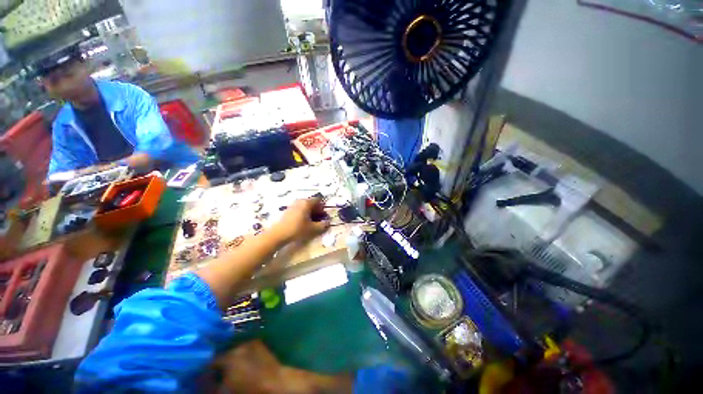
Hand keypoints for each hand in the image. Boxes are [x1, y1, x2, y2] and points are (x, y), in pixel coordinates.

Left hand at [271, 197, 329, 243]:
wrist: (278, 234)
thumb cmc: (297, 229)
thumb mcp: (313, 228)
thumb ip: (323, 225)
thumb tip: (328, 222)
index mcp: (307, 203)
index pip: (318, 200)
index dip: (323, 207)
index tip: (324, 215)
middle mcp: (300, 201)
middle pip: (312, 203)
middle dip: (318, 211)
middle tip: (320, 220)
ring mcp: (293, 205)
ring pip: (306, 207)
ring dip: (311, 213)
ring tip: (313, 222)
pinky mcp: (289, 210)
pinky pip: (300, 209)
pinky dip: (304, 214)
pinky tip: (304, 223)